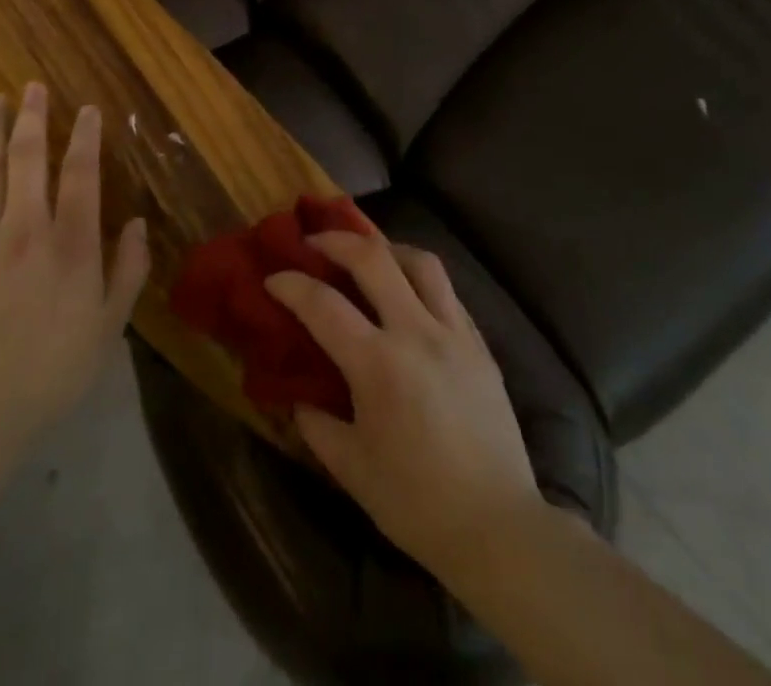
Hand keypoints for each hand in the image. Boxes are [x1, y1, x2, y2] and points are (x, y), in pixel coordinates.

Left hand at [0, 83, 149, 468]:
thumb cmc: (54, 370)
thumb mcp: (108, 327)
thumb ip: (128, 271)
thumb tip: (137, 224)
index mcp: (71, 245)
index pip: (81, 174)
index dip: (85, 137)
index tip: (86, 108)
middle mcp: (26, 230)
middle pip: (30, 160)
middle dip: (33, 118)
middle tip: (32, 86)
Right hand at [264, 230, 538, 575]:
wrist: (498, 528)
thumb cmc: (417, 503)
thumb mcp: (350, 469)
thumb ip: (316, 423)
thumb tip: (297, 394)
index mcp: (378, 365)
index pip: (323, 305)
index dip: (291, 285)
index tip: (272, 278)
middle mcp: (417, 333)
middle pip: (373, 259)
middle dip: (336, 241)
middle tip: (313, 243)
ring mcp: (454, 333)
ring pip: (421, 261)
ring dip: (386, 248)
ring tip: (367, 255)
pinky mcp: (480, 343)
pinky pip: (447, 291)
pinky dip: (420, 278)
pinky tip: (408, 293)